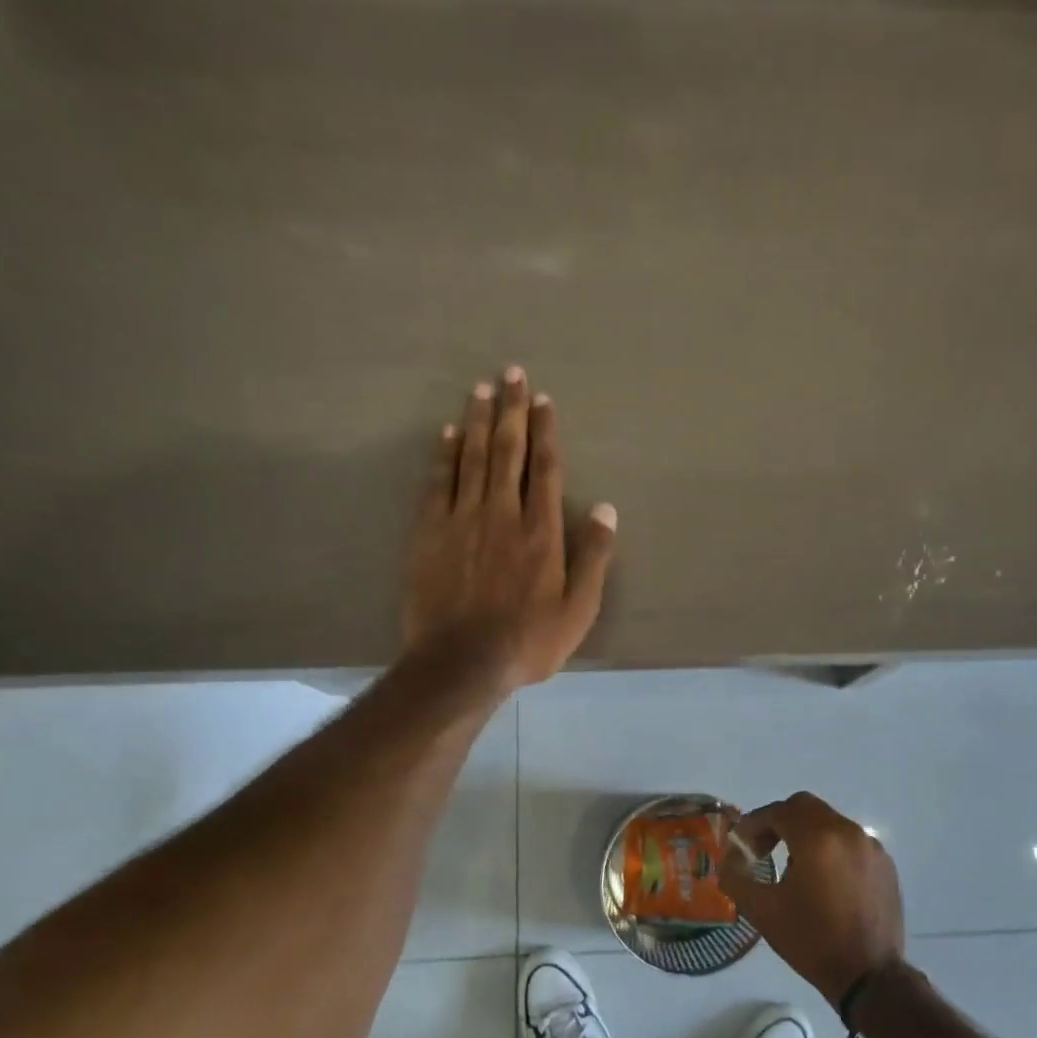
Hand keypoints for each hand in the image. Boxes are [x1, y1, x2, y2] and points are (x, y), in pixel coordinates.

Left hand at [403, 367, 616, 691]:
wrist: (461, 663)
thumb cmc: (528, 642)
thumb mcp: (578, 610)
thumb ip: (593, 558)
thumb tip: (606, 510)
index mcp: (541, 533)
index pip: (546, 469)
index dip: (545, 432)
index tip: (544, 401)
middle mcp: (503, 514)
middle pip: (508, 452)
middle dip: (512, 411)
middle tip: (512, 374)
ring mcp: (462, 521)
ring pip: (472, 459)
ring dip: (478, 421)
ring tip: (482, 389)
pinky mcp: (430, 533)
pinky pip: (438, 483)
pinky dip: (445, 455)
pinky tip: (449, 434)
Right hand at [722, 792, 905, 1006]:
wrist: (869, 976)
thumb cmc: (811, 940)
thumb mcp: (762, 911)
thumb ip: (736, 877)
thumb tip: (729, 859)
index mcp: (818, 838)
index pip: (779, 811)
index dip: (755, 823)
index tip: (742, 845)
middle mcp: (848, 832)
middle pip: (806, 808)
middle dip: (779, 822)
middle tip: (764, 849)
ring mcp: (871, 847)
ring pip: (830, 823)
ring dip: (806, 835)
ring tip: (794, 869)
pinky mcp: (885, 864)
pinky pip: (850, 842)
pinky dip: (831, 849)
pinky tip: (824, 881)